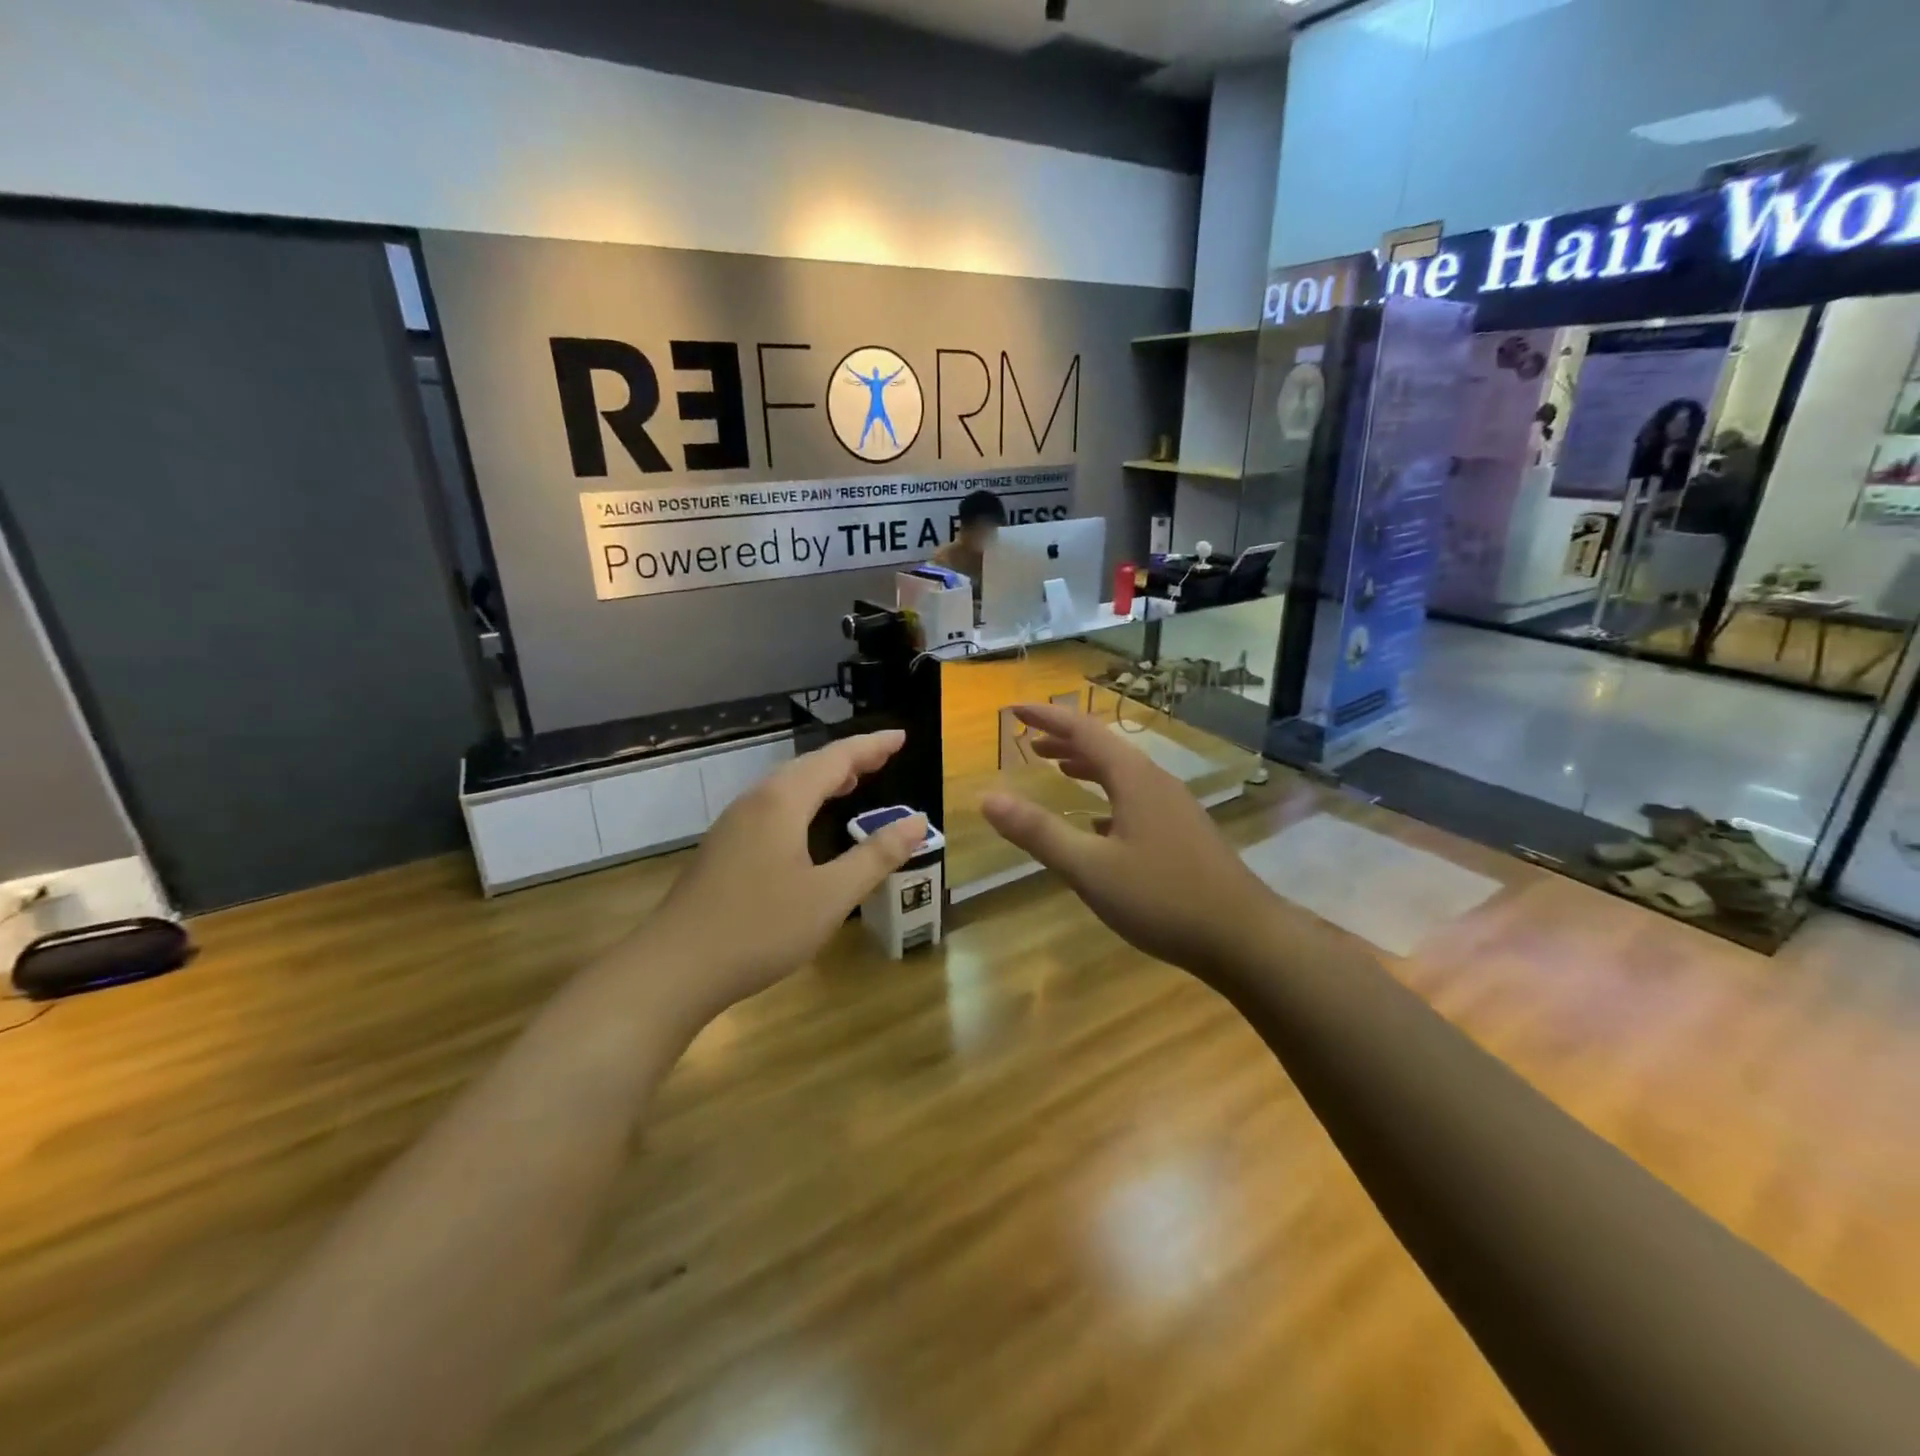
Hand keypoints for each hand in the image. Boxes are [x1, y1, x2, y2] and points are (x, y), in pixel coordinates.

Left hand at [639, 731, 925, 1022]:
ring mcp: (733, 825)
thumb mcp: (831, 895)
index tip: (901, 737)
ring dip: (823, 778)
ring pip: (786, 786)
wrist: (675, 968)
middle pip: (808, 766)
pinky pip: (772, 806)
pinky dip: (802, 800)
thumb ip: (876, 856)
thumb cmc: (761, 928)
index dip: (871, 746)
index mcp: (783, 802)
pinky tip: (807, 823)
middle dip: (849, 759)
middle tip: (883, 757)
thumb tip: (917, 822)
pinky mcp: (723, 848)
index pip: (836, 759)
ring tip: (852, 782)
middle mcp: (756, 802)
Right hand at [980, 704, 1272, 977]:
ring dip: (1087, 766)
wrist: (1243, 937)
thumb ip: (1038, 832)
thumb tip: (988, 798)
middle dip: (1065, 741)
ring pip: (1123, 774)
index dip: (1047, 718)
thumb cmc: (1162, 897)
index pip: (1083, 732)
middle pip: (1105, 748)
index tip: (1014, 711)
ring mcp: (1175, 808)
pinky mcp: (1183, 833)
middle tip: (1029, 743)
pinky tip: (1098, 822)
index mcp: (1134, 779)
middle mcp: (1156, 783)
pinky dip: (1107, 796)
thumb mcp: (1090, 868)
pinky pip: (1136, 798)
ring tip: (1058, 769)